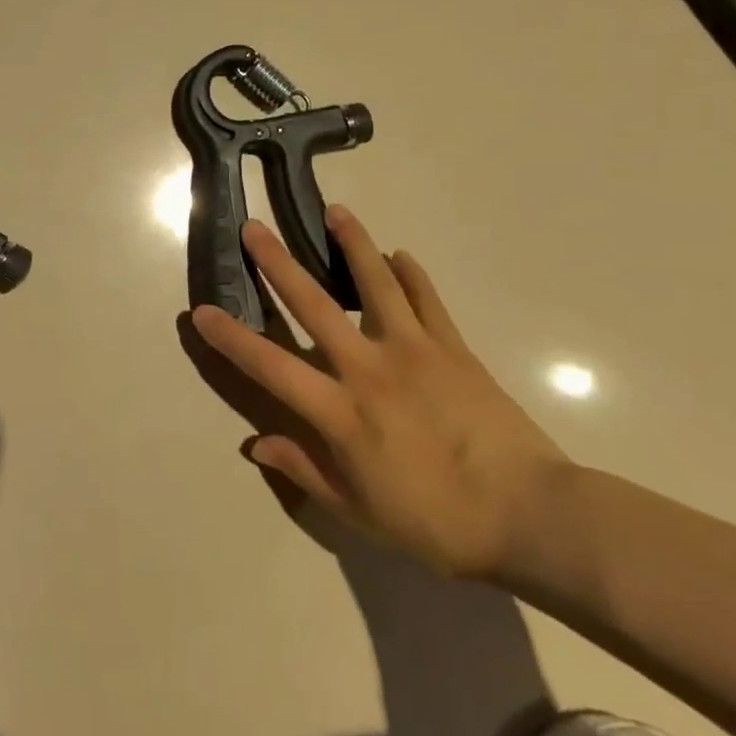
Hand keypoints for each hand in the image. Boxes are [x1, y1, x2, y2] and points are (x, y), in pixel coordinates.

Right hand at [192, 206, 569, 582]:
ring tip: (336, 211)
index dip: (233, 338)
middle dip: (278, 264)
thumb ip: (307, 471)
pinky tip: (401, 255)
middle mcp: (369, 369)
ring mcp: (414, 352)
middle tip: (254, 228)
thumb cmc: (441, 524)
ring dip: (353, 245)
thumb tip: (255, 442)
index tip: (202, 311)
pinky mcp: (454, 349)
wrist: (534, 518)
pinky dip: (412, 275)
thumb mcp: (362, 515)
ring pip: (375, 285)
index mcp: (342, 412)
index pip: (271, 366)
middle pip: (314, 306)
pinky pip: (428, 302)